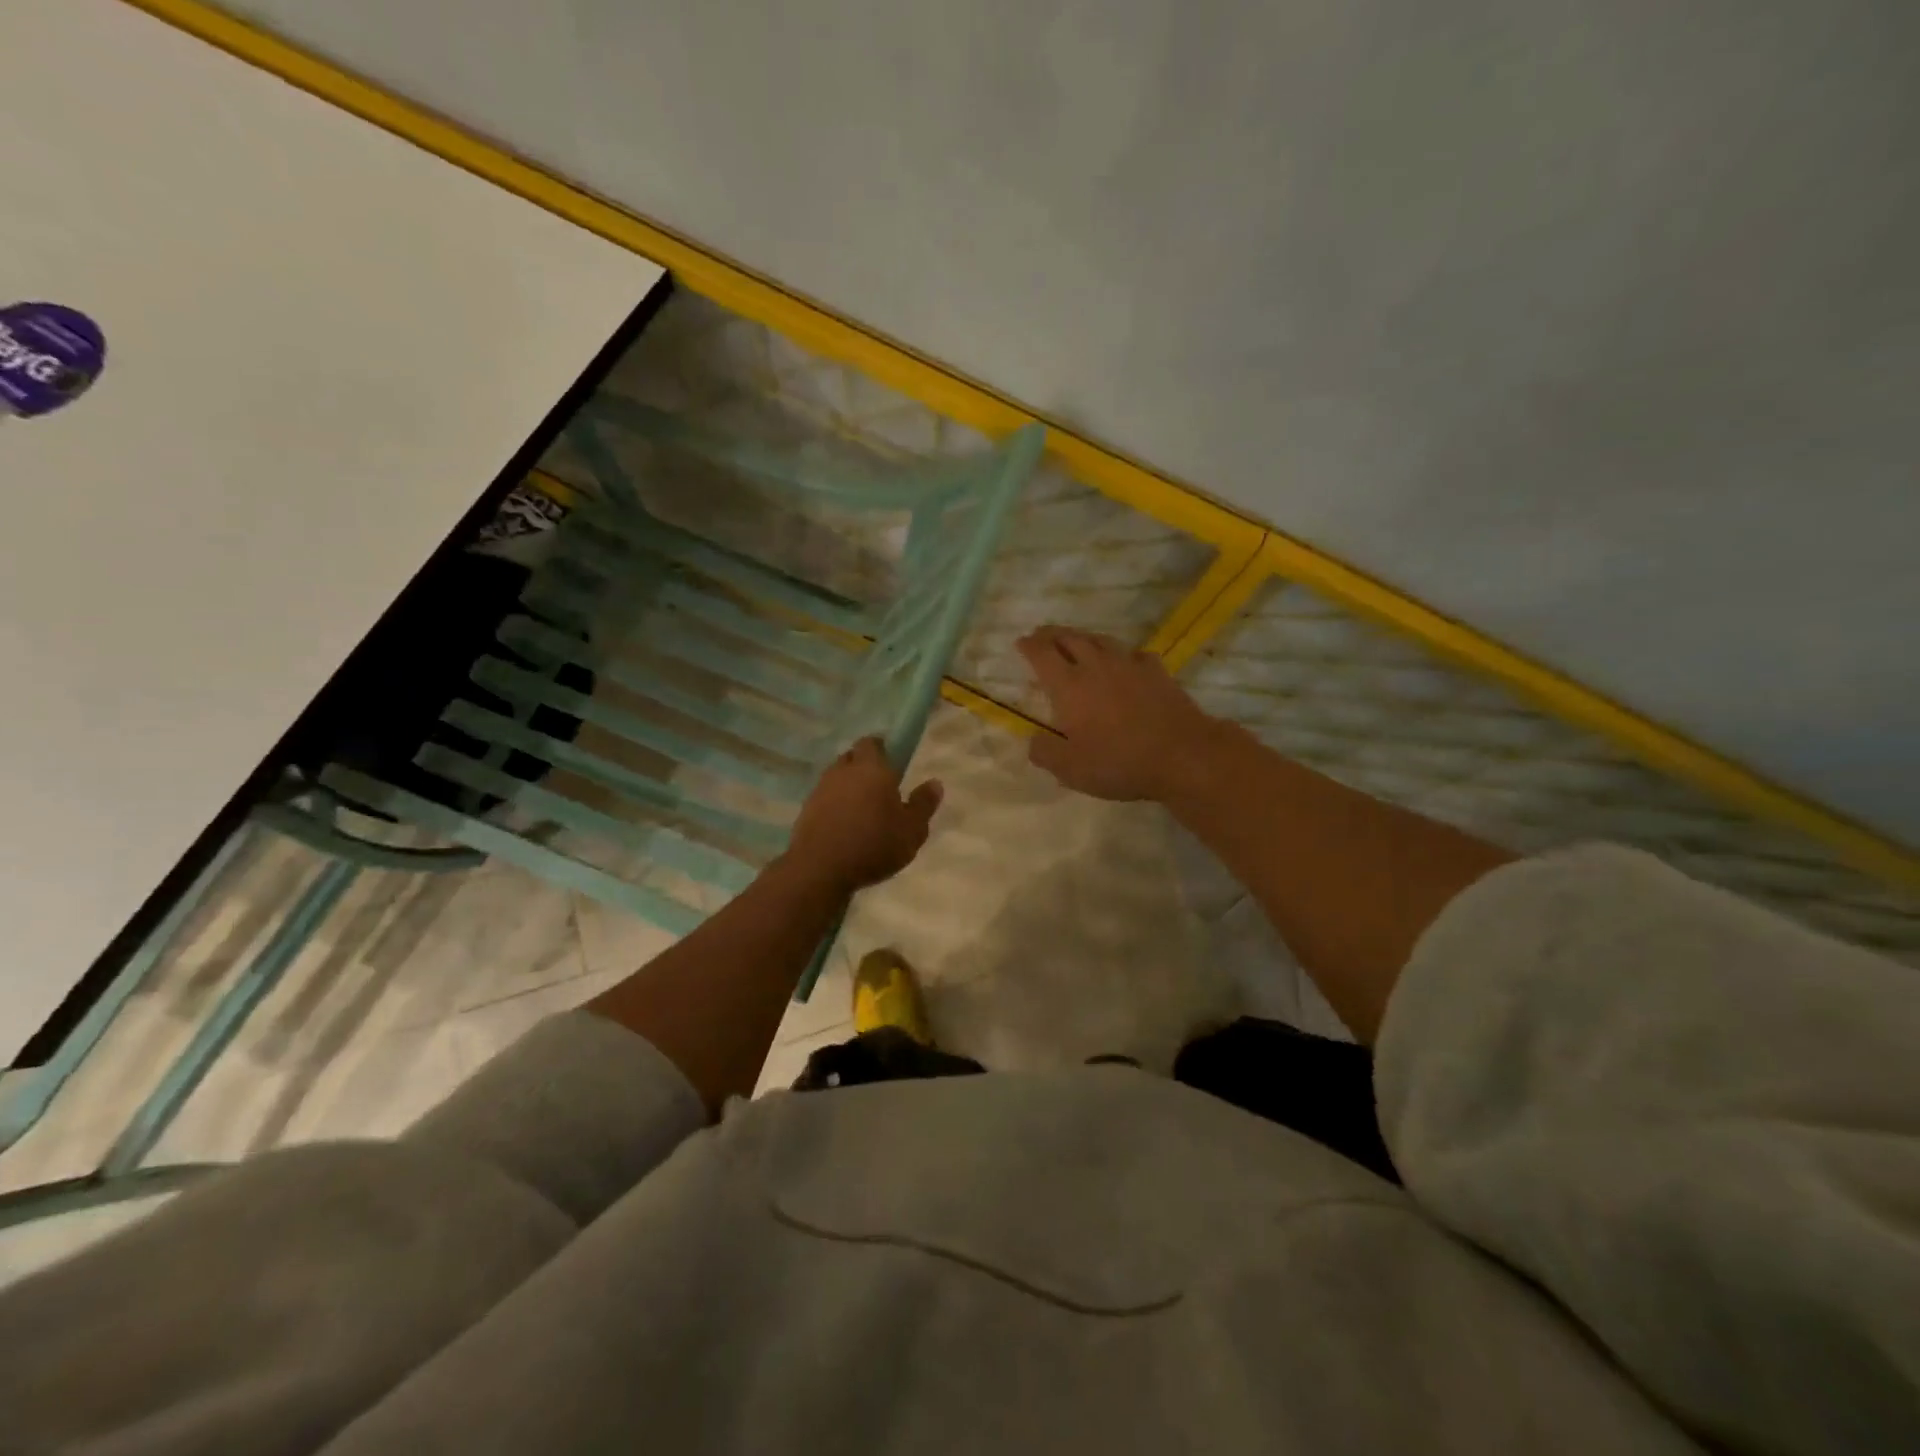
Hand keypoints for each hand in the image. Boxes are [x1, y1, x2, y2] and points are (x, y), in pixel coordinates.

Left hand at [786, 737, 942, 893]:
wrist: (820, 869)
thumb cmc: (874, 844)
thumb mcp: (912, 830)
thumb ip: (923, 805)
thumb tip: (935, 783)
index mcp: (871, 768)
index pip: (872, 742)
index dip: (882, 749)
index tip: (892, 763)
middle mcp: (843, 771)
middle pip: (852, 758)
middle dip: (864, 767)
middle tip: (880, 787)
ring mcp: (820, 790)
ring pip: (836, 778)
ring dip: (848, 788)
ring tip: (862, 811)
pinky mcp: (805, 811)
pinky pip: (824, 800)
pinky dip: (834, 807)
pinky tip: (844, 827)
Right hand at [1018, 627, 1218, 801]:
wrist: (1181, 754)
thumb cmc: (1118, 761)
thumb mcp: (1070, 769)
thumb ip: (1045, 752)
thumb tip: (1034, 740)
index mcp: (1069, 685)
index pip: (1042, 654)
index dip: (1028, 646)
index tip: (1020, 642)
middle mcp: (1096, 666)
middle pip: (1070, 638)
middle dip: (1051, 634)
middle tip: (1042, 635)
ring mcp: (1129, 665)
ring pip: (1101, 640)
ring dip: (1083, 637)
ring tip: (1076, 641)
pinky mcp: (1157, 672)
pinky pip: (1133, 654)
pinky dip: (1120, 654)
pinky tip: (1124, 661)